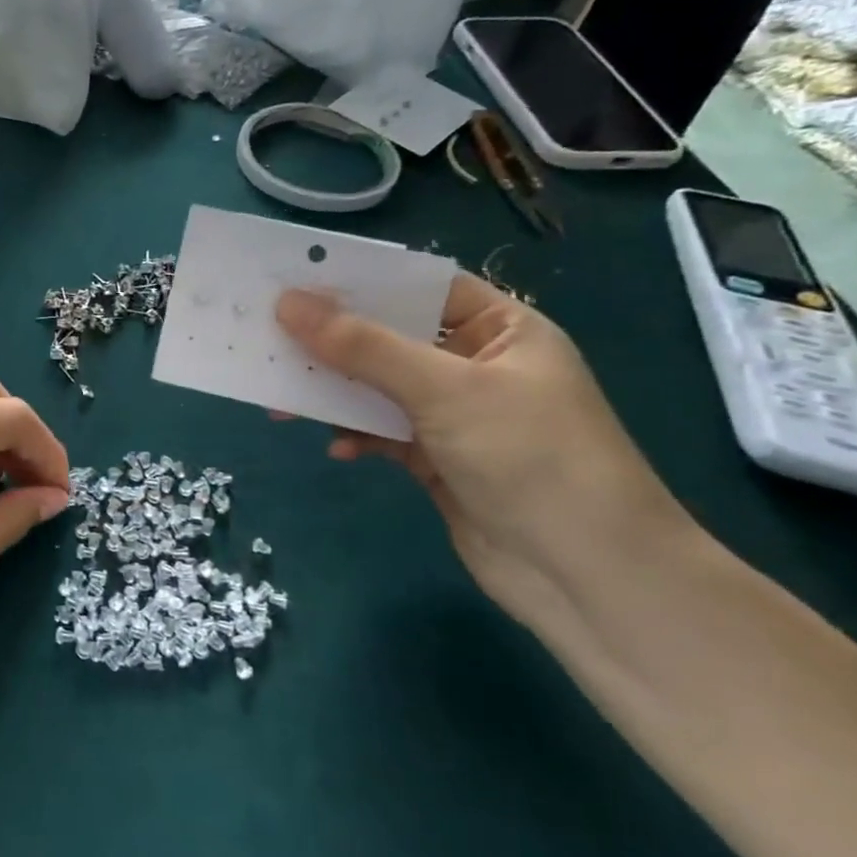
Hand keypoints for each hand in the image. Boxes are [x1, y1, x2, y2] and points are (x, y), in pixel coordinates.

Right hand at [275, 277, 692, 632]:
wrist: (586, 576)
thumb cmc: (530, 458)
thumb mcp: (444, 390)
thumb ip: (363, 346)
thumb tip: (289, 304)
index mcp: (501, 328)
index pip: (419, 287)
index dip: (358, 281)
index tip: (292, 281)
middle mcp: (477, 364)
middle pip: (390, 338)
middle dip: (332, 343)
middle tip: (270, 339)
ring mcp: (457, 415)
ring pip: (378, 387)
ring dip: (334, 393)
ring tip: (282, 402)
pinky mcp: (438, 458)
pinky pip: (382, 432)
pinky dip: (357, 436)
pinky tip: (339, 450)